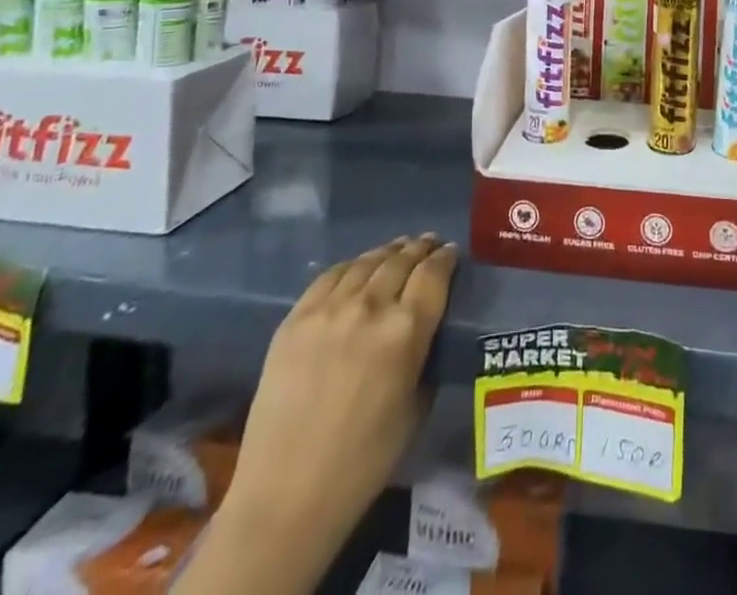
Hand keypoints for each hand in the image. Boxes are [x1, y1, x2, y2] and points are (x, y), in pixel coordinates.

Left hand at [210, 236, 457, 581]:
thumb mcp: (415, 409)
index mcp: (407, 331)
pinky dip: (351, 266)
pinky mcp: (297, 317)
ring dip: (388, 251)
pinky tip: (357, 267)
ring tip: (398, 247)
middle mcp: (371, 307)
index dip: (445, 257)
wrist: (287, 494)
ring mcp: (330, 308)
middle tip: (428, 243)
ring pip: (367, 262)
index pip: (433, 274)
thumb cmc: (363, 462)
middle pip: (401, 259)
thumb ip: (424, 358)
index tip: (450, 252)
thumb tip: (426, 331)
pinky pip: (330, 276)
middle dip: (419, 248)